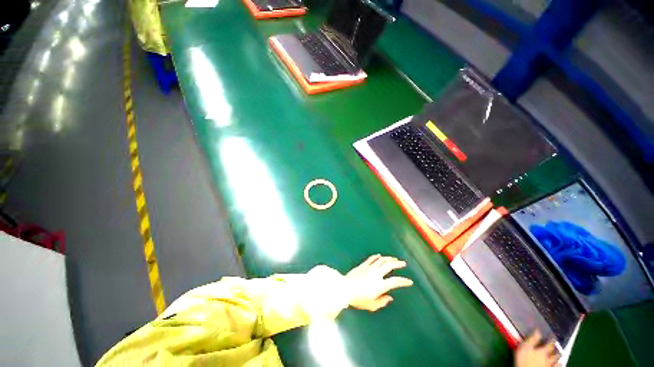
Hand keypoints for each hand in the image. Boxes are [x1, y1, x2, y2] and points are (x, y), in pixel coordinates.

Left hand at [345, 254, 412, 311]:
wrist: (344, 289)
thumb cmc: (358, 299)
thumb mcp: (371, 305)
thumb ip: (382, 302)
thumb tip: (390, 298)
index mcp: (380, 285)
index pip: (395, 281)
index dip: (404, 281)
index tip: (410, 281)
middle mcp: (376, 274)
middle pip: (389, 265)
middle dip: (398, 263)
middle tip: (403, 263)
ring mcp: (369, 268)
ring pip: (381, 260)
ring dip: (389, 258)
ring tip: (394, 258)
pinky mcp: (363, 265)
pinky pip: (371, 258)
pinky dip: (377, 256)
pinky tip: (380, 255)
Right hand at [515, 331, 559, 366]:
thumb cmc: (525, 358)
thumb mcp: (525, 347)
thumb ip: (532, 339)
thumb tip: (538, 330)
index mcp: (544, 350)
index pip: (549, 343)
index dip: (551, 339)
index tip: (553, 335)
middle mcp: (549, 357)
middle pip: (555, 353)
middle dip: (556, 350)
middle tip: (557, 348)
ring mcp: (550, 365)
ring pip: (557, 361)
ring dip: (558, 358)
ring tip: (560, 357)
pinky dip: (558, 365)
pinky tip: (559, 365)